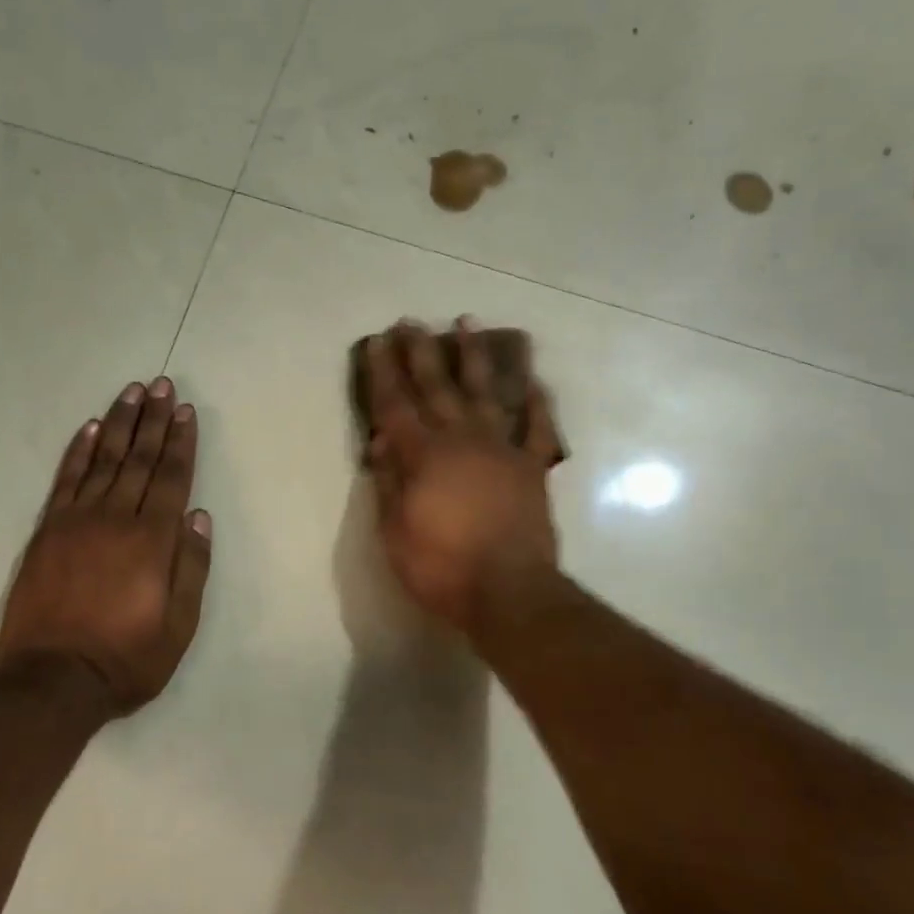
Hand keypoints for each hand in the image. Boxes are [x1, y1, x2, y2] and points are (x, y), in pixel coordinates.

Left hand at [0, 378, 212, 714]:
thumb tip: (199, 516)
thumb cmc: (128, 657)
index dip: (180, 442)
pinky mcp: (47, 531)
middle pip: (139, 459)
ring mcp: (76, 521)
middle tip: (163, 385)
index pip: (171, 478)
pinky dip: (78, 452)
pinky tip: (89, 429)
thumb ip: (192, 567)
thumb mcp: (179, 625)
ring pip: (103, 460)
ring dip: (119, 424)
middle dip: (154, 420)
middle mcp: (116, 519)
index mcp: (153, 540)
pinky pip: (65, 480)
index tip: (186, 411)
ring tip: (132, 392)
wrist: (53, 680)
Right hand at [364, 319, 560, 632]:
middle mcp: (462, 440)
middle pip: (437, 387)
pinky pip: (537, 427)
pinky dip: (536, 402)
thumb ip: (389, 482)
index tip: (376, 341)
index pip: (396, 404)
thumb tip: (382, 441)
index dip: (383, 372)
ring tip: (467, 323)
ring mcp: (502, 450)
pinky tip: (532, 380)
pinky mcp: (532, 467)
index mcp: (424, 456)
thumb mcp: (395, 531)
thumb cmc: (441, 567)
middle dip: (421, 352)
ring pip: (486, 393)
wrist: (509, 592)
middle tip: (411, 321)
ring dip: (474, 357)